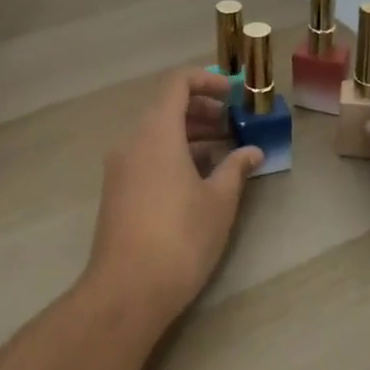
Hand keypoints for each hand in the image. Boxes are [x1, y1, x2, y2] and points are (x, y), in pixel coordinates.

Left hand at [86, 69, 262, 328]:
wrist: (127, 289)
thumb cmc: (180, 237)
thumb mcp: (219, 201)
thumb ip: (236, 168)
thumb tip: (252, 152)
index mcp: (156, 131)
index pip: (177, 83)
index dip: (207, 80)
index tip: (233, 95)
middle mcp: (132, 140)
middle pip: (166, 107)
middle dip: (202, 110)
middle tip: (234, 125)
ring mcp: (120, 166)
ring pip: (156, 134)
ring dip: (189, 135)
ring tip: (224, 153)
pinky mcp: (117, 191)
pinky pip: (147, 156)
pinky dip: (173, 154)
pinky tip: (199, 178)